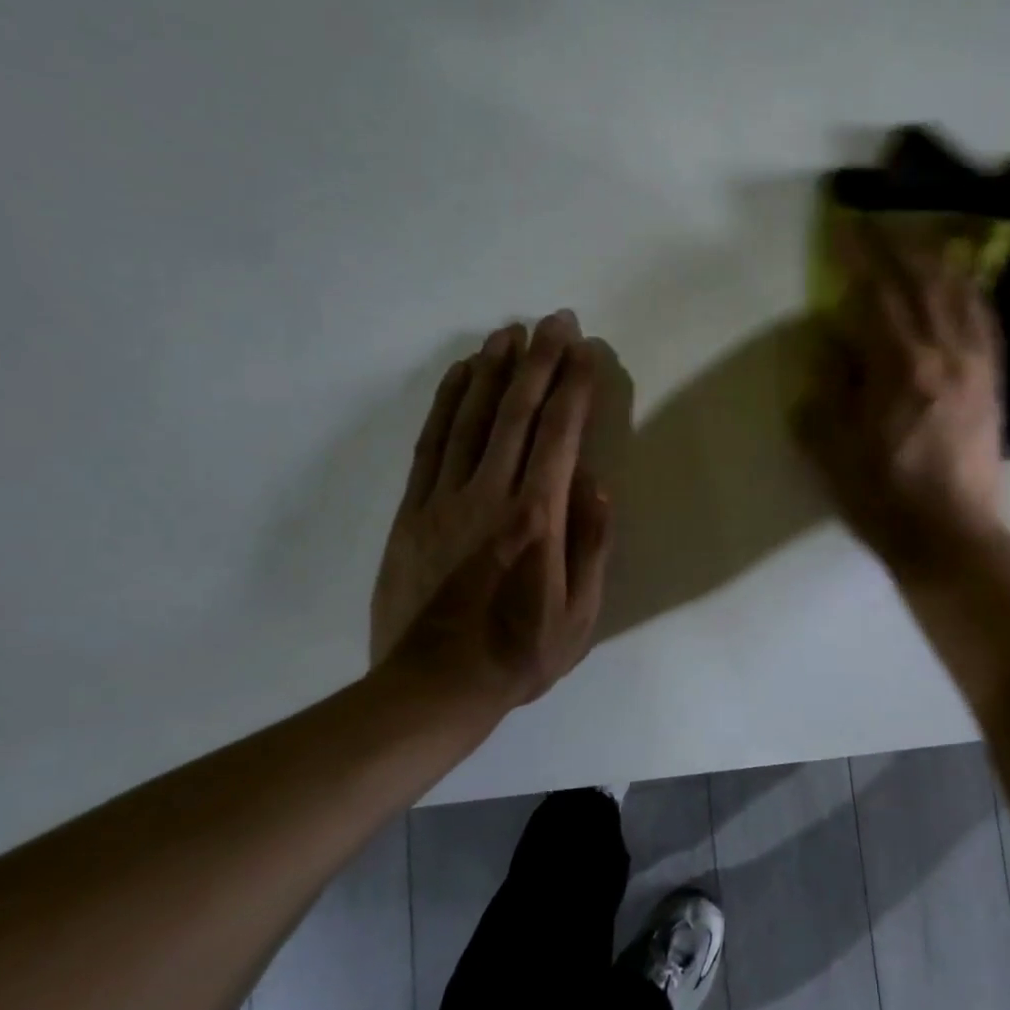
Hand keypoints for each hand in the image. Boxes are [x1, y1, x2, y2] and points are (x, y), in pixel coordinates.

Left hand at [369, 310, 612, 714]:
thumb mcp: (580, 615)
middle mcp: (491, 495)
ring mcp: (445, 498)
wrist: (431, 689)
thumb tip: (596, 484)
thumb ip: (591, 546)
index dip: (575, 386)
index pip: (561, 435)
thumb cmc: (518, 655)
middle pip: (518, 412)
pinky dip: (448, 401)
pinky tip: (462, 374)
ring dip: (494, 369)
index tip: (586, 349)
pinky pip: (432, 442)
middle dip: (540, 360)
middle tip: (555, 320)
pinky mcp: (412, 509)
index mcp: (537, 518)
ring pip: (472, 417)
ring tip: (510, 331)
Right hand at [795, 219, 1005, 570]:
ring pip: (959, 293)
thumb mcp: (832, 449)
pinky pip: (986, 321)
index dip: (858, 256)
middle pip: (922, 281)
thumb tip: (830, 341)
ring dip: (936, 258)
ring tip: (918, 237)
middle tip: (877, 221)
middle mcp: (944, 353)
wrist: (952, 537)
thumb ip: (826, 388)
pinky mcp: (995, 382)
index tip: (843, 226)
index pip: (876, 293)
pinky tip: (963, 279)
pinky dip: (972, 291)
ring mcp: (977, 365)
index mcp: (900, 368)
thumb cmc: (883, 498)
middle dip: (897, 244)